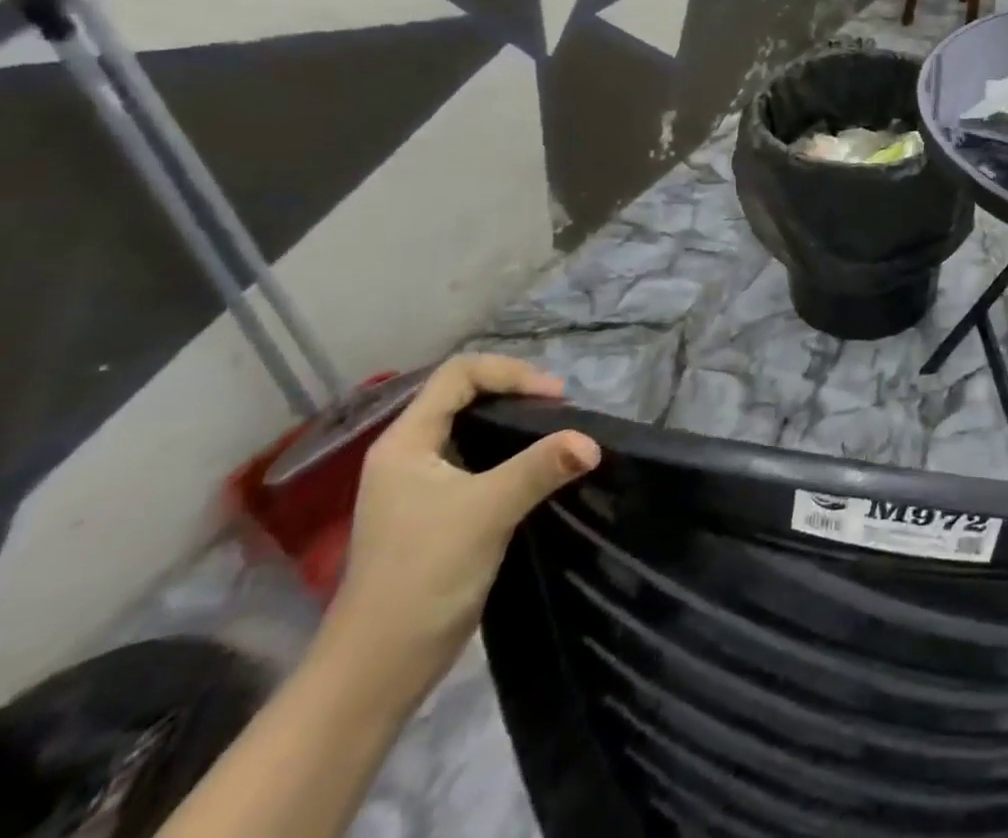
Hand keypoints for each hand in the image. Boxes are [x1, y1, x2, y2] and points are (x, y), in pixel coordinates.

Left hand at [320, 355, 600, 705]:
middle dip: (517, 393)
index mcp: (405, 442)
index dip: (511, 373)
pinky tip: (539, 471)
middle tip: (561, 413)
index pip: (459, 374)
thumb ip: (540, 468)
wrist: (377, 671)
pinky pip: (479, 460)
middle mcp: (409, 455)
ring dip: (517, 424)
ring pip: (473, 429)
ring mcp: (420, 486)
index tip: (554, 399)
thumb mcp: (486, 512)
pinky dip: (512, 454)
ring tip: (558, 436)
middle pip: (466, 396)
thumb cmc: (422, 577)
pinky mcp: (437, 513)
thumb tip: (593, 442)